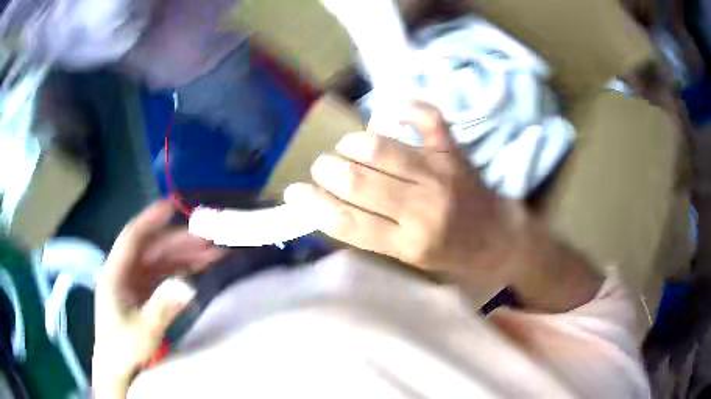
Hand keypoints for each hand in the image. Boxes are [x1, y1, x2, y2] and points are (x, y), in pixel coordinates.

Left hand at [92, 201, 224, 397]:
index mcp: (115, 273)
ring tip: (213, 253)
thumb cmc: (124, 347)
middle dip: (180, 242)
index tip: (172, 206)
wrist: (117, 366)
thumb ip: (163, 307)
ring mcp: (134, 281)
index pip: (132, 238)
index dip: (151, 219)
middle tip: (210, 240)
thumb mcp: (144, 330)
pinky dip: (181, 270)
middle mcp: (124, 271)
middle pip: (153, 248)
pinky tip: (198, 268)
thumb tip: (188, 286)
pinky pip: (163, 274)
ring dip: (185, 255)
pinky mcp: (143, 291)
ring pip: (161, 260)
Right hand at [285, 103, 524, 289]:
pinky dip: (402, 108)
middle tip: (321, 168)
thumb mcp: (408, 258)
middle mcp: (423, 207)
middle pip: (358, 181)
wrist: (497, 237)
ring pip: (381, 148)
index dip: (313, 205)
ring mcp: (440, 172)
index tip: (294, 192)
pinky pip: (425, 116)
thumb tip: (327, 205)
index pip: (348, 222)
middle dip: (327, 170)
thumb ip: (371, 233)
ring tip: (347, 149)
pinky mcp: (453, 149)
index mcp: (409, 243)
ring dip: (352, 144)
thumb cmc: (451, 252)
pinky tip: (385, 116)